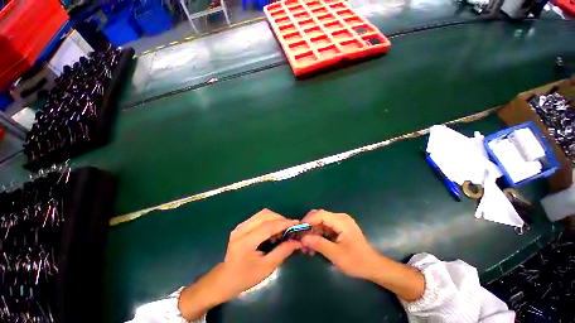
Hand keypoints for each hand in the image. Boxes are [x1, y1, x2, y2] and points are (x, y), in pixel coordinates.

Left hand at [220, 209, 301, 296]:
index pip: (268, 226)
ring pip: (262, 214)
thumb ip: (282, 252)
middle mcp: (241, 230)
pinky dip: (269, 220)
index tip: (296, 223)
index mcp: (246, 242)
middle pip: (265, 215)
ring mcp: (240, 226)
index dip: (284, 223)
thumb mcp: (266, 268)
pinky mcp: (241, 225)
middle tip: (290, 229)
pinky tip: (272, 231)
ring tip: (281, 231)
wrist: (225, 278)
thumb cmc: (246, 277)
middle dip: (280, 219)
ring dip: (275, 218)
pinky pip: (259, 217)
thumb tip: (297, 242)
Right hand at [301, 209, 380, 279]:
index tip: (298, 230)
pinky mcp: (338, 228)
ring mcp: (339, 223)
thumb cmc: (356, 261)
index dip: (308, 220)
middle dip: (309, 227)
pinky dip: (318, 236)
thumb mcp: (336, 254)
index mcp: (341, 221)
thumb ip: (318, 244)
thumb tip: (303, 238)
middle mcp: (339, 218)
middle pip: (319, 217)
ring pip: (320, 223)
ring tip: (306, 247)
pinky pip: (324, 229)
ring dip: (312, 233)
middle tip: (301, 239)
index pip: (321, 214)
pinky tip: (313, 247)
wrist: (372, 266)